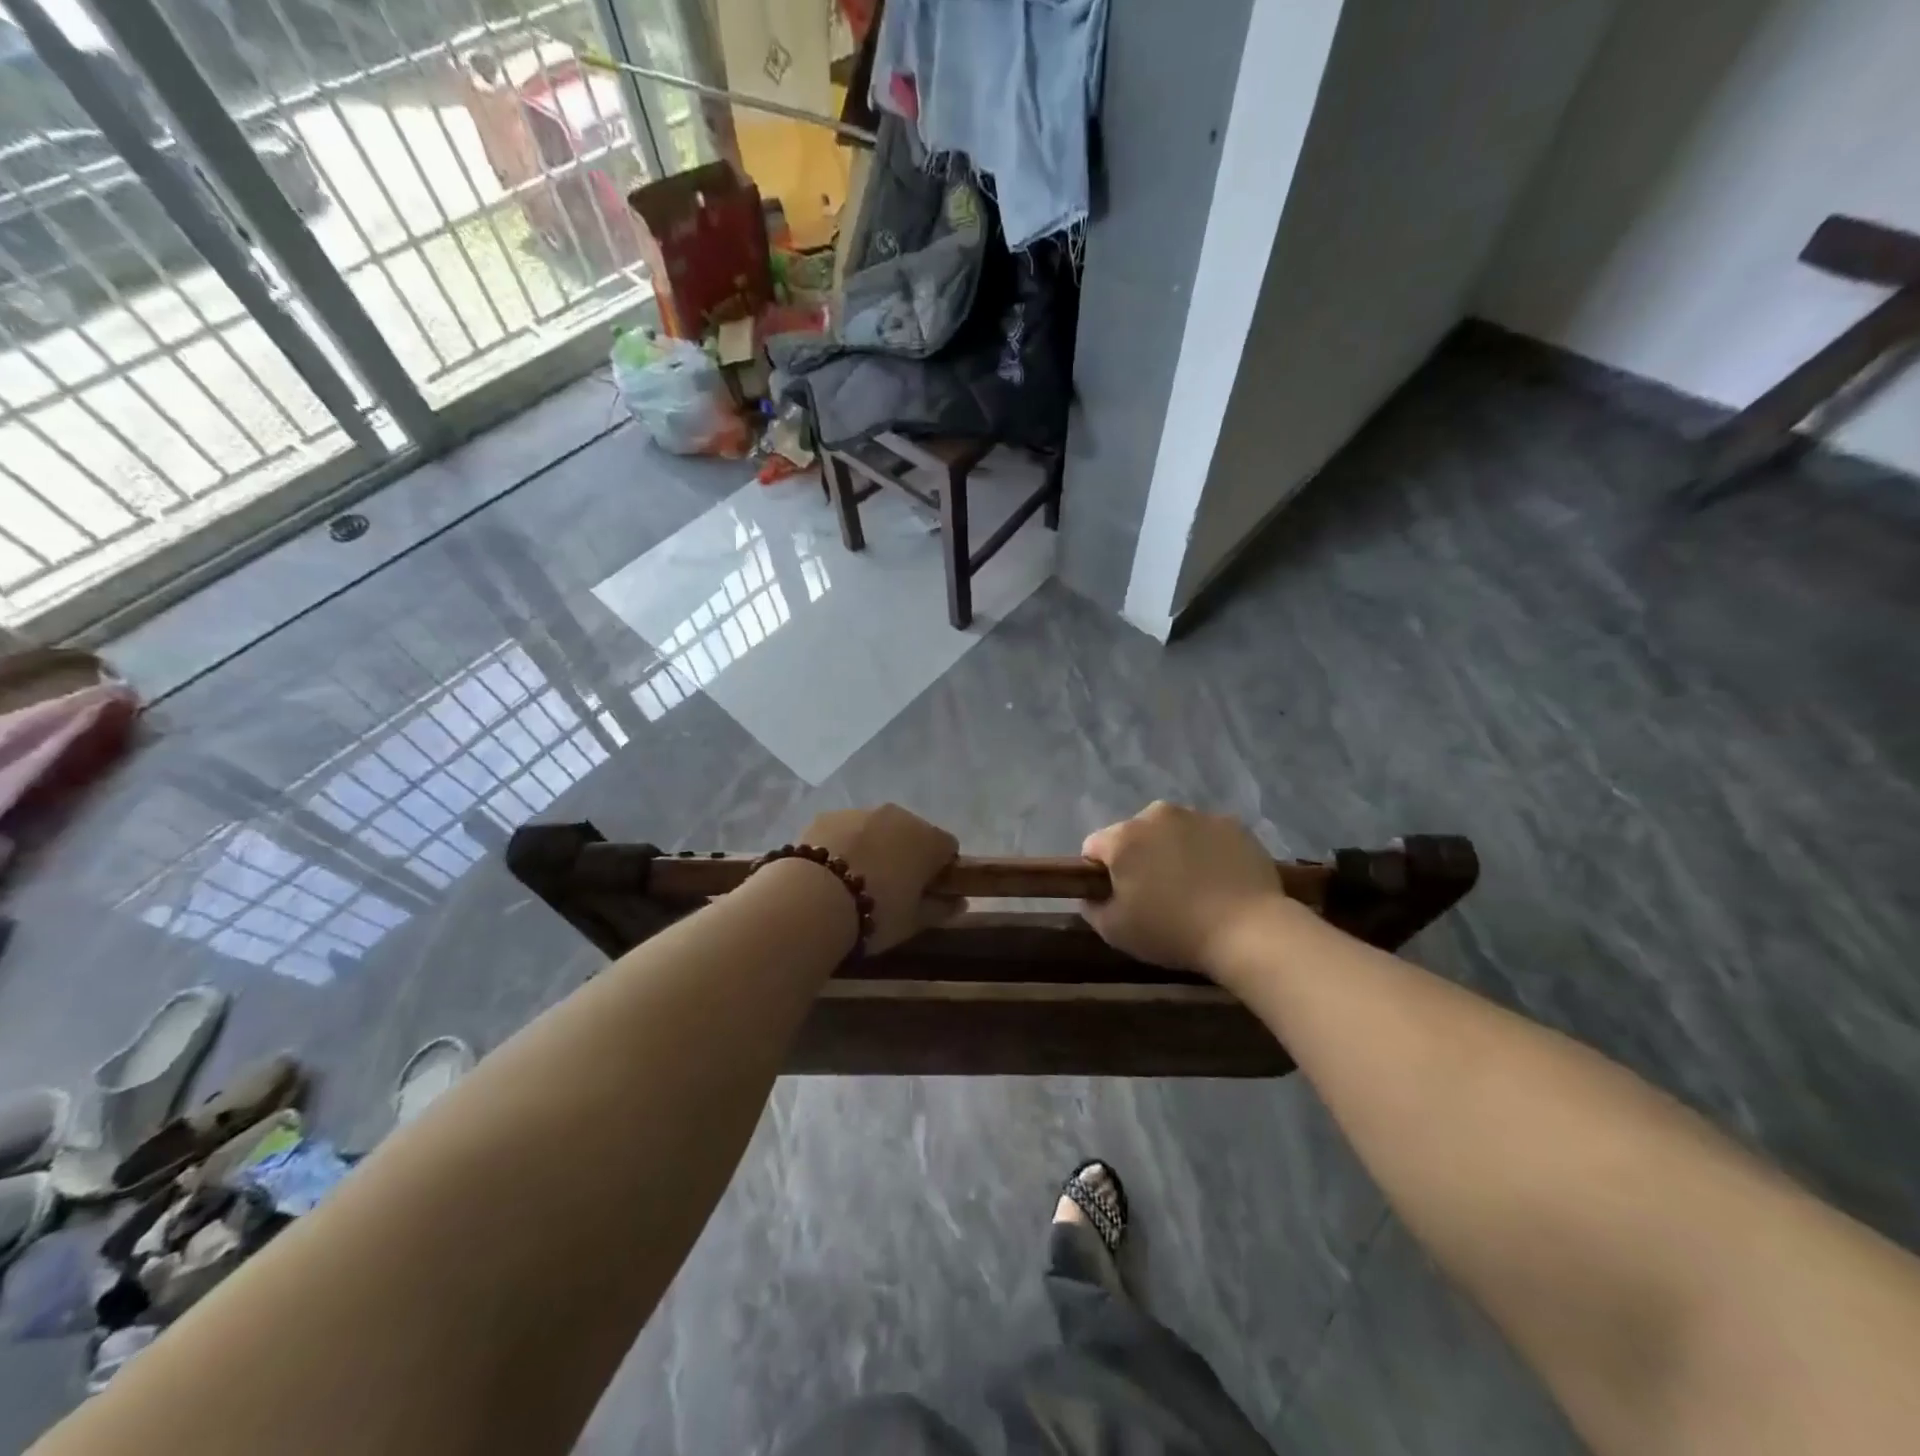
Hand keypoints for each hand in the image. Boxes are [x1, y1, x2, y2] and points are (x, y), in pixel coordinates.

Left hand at [799, 803, 961, 952]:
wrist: (813, 899)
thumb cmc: (875, 912)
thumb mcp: (913, 921)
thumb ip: (940, 909)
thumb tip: (960, 902)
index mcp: (927, 839)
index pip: (947, 847)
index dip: (940, 869)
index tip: (927, 891)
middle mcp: (898, 816)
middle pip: (911, 832)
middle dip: (906, 853)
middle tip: (890, 886)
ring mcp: (860, 812)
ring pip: (876, 828)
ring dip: (874, 846)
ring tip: (854, 879)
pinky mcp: (827, 816)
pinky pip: (845, 829)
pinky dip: (843, 844)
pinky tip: (829, 871)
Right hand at [1080, 802, 1288, 973]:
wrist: (1249, 931)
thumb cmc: (1173, 932)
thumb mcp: (1115, 931)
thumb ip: (1092, 906)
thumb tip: (1091, 893)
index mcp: (1123, 838)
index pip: (1094, 847)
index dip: (1100, 872)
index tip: (1118, 896)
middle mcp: (1156, 815)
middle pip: (1134, 834)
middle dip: (1139, 857)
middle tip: (1156, 894)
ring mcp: (1198, 816)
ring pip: (1171, 831)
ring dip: (1172, 850)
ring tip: (1192, 886)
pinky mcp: (1232, 824)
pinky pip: (1206, 834)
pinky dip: (1206, 850)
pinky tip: (1219, 880)